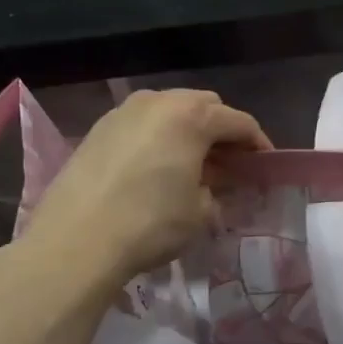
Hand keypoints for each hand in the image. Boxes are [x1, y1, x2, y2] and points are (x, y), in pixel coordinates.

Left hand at [2, 89, 270, 302]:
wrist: (76, 241)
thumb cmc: (151, 223)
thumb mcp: (201, 212)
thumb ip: (218, 189)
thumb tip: (215, 184)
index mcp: (191, 116)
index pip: (239, 122)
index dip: (258, 144)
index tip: (266, 166)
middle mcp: (158, 101)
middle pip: (205, 106)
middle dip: (223, 131)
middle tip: (230, 164)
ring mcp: (123, 112)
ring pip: (170, 110)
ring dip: (189, 131)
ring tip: (194, 164)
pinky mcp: (98, 129)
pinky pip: (143, 123)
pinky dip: (160, 137)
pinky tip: (159, 166)